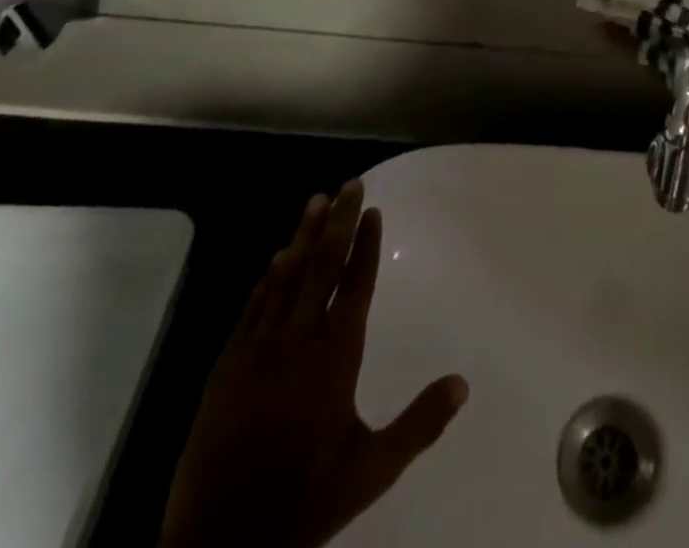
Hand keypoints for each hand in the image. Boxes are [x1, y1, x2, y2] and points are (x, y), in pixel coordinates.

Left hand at [159, 183, 467, 547]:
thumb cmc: (303, 504)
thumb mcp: (371, 470)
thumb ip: (419, 423)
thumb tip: (463, 383)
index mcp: (333, 358)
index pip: (354, 285)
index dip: (365, 245)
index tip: (373, 210)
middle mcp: (296, 343)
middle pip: (320, 268)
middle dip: (337, 223)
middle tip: (349, 185)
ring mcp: (255, 354)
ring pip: (284, 280)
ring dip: (302, 238)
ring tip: (315, 201)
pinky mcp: (224, 371)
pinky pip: (251, 310)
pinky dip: (266, 280)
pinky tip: (275, 260)